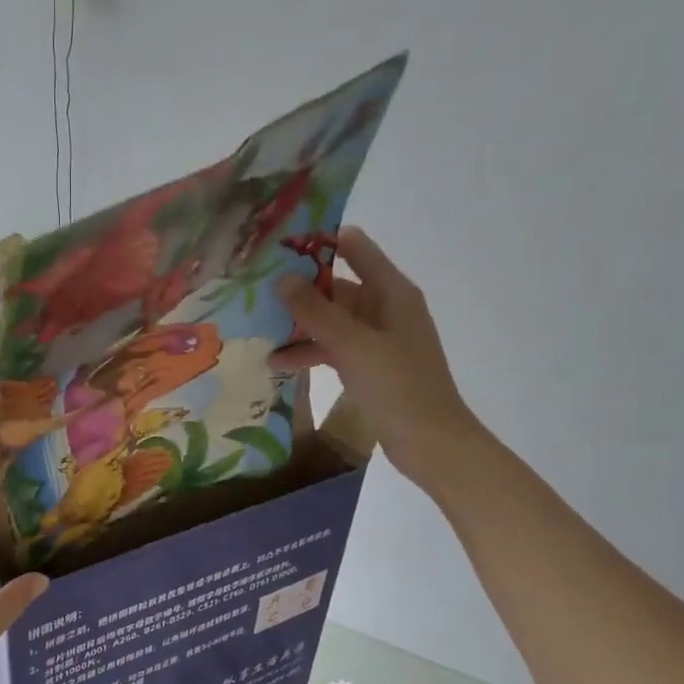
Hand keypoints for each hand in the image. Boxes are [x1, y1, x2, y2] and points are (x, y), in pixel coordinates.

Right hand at [272, 226, 482, 493]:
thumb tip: (280, 279)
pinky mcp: (367, 367)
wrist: (429, 441)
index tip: (279, 244)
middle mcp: (384, 309)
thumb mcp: (353, 345)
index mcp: (391, 292)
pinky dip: (309, 352)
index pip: (355, 248)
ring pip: (330, 321)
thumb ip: (316, 312)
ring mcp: (375, 339)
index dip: (320, 242)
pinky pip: (332, 349)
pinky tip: (277, 362)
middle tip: (253, 290)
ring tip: (258, 329)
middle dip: (298, 289)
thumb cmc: (397, 385)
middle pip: (336, 287)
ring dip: (299, 326)